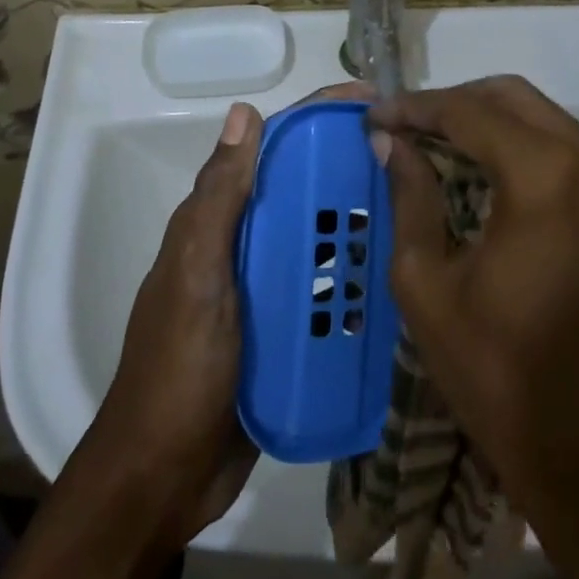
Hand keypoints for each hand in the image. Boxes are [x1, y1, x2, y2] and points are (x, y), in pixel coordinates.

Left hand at [87, 83, 371, 544]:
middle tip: (410, 161)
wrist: (163, 476)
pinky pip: (322, 289)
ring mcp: (262, 289)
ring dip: (355, 222)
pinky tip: (394, 277)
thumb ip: (219, 198)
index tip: (370, 102)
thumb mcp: (197, 274)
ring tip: (415, 212)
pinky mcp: (282, 331)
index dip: (315, 119)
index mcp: (216, 221)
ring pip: (315, 238)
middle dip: (345, 167)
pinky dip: (352, 276)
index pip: (270, 150)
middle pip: (299, 190)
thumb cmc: (179, 367)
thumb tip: (246, 111)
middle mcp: (240, 245)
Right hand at [371, 76, 578, 578]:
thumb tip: (389, 142)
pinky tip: (480, 170)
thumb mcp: (428, 287)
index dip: (414, 108)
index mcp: (545, 177)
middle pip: (509, 97)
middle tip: (403, 128)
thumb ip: (409, 198)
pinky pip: (563, 146)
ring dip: (485, 119)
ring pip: (540, 115)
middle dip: (451, 103)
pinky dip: (517, 143)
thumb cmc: (504, 377)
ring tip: (433, 145)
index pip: (467, 111)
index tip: (373, 117)